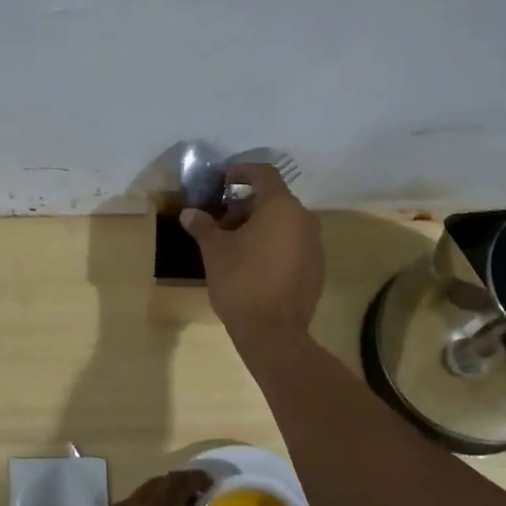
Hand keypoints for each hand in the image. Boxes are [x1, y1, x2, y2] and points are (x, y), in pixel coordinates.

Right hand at [180, 164, 324, 342]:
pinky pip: (293, 244)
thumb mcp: (214, 251)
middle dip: (246, 205)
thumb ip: (203, 226)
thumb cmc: (240, 282)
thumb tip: (188, 213)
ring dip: (260, 225)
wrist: (273, 332)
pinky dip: (274, 244)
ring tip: (235, 246)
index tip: (222, 182)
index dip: (241, 172)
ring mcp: (314, 244)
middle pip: (274, 199)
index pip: (264, 174)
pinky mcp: (317, 267)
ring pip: (285, 223)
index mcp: (280, 207)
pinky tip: (254, 265)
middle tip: (222, 224)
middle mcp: (304, 219)